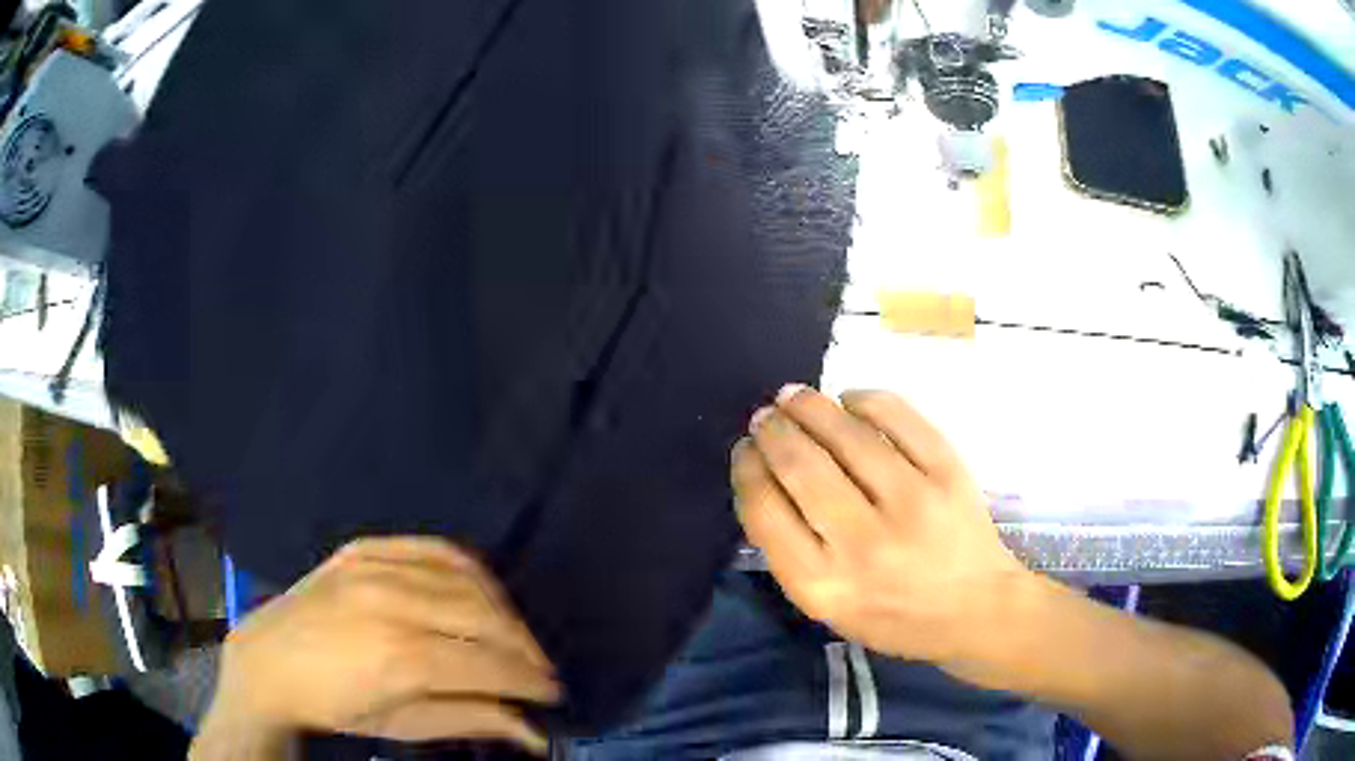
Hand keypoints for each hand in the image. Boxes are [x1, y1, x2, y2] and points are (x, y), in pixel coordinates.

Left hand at [194, 538, 558, 757]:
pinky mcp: (364, 547)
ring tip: (514, 637)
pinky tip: (481, 591)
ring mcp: (375, 567)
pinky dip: (469, 569)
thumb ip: (471, 720)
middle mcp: (391, 603)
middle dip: (524, 647)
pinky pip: (434, 547)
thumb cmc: (335, 707)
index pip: (487, 663)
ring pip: (466, 578)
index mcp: (399, 658)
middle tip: (540, 670)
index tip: (552, 693)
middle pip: (484, 617)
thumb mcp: (402, 726)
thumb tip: (534, 731)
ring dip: (504, 610)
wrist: (268, 661)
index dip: (529, 679)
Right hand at [731, 386, 1032, 665]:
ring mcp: (912, 503)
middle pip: (801, 466)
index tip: (744, 450)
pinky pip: (898, 419)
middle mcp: (864, 544)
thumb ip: (791, 552)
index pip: (765, 511)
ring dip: (810, 406)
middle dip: (772, 431)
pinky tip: (849, 399)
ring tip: (794, 397)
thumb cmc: (894, 616)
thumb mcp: (828, 607)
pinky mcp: (948, 474)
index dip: (747, 469)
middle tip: (764, 416)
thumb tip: (763, 477)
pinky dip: (866, 400)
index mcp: (824, 585)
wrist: (975, 609)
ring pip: (846, 435)